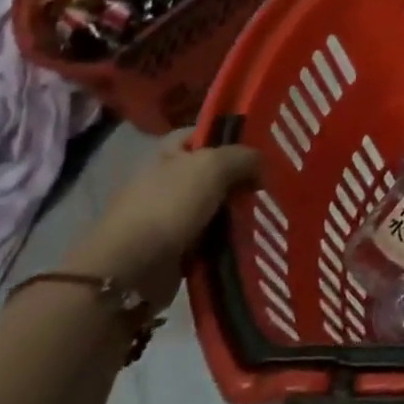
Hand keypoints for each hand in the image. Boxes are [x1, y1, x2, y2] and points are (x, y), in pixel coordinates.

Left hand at [63, 135, 261, 311]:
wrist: (131, 270)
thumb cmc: (169, 206)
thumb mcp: (213, 166)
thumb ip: (243, 156)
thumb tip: (262, 165)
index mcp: (169, 152)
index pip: (204, 133)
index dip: (232, 136)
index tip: (263, 145)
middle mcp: (168, 180)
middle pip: (214, 171)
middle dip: (242, 177)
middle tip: (272, 182)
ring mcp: (170, 215)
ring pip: (216, 205)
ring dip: (238, 211)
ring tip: (268, 212)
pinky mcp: (176, 248)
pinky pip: (211, 236)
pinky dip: (228, 238)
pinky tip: (251, 238)